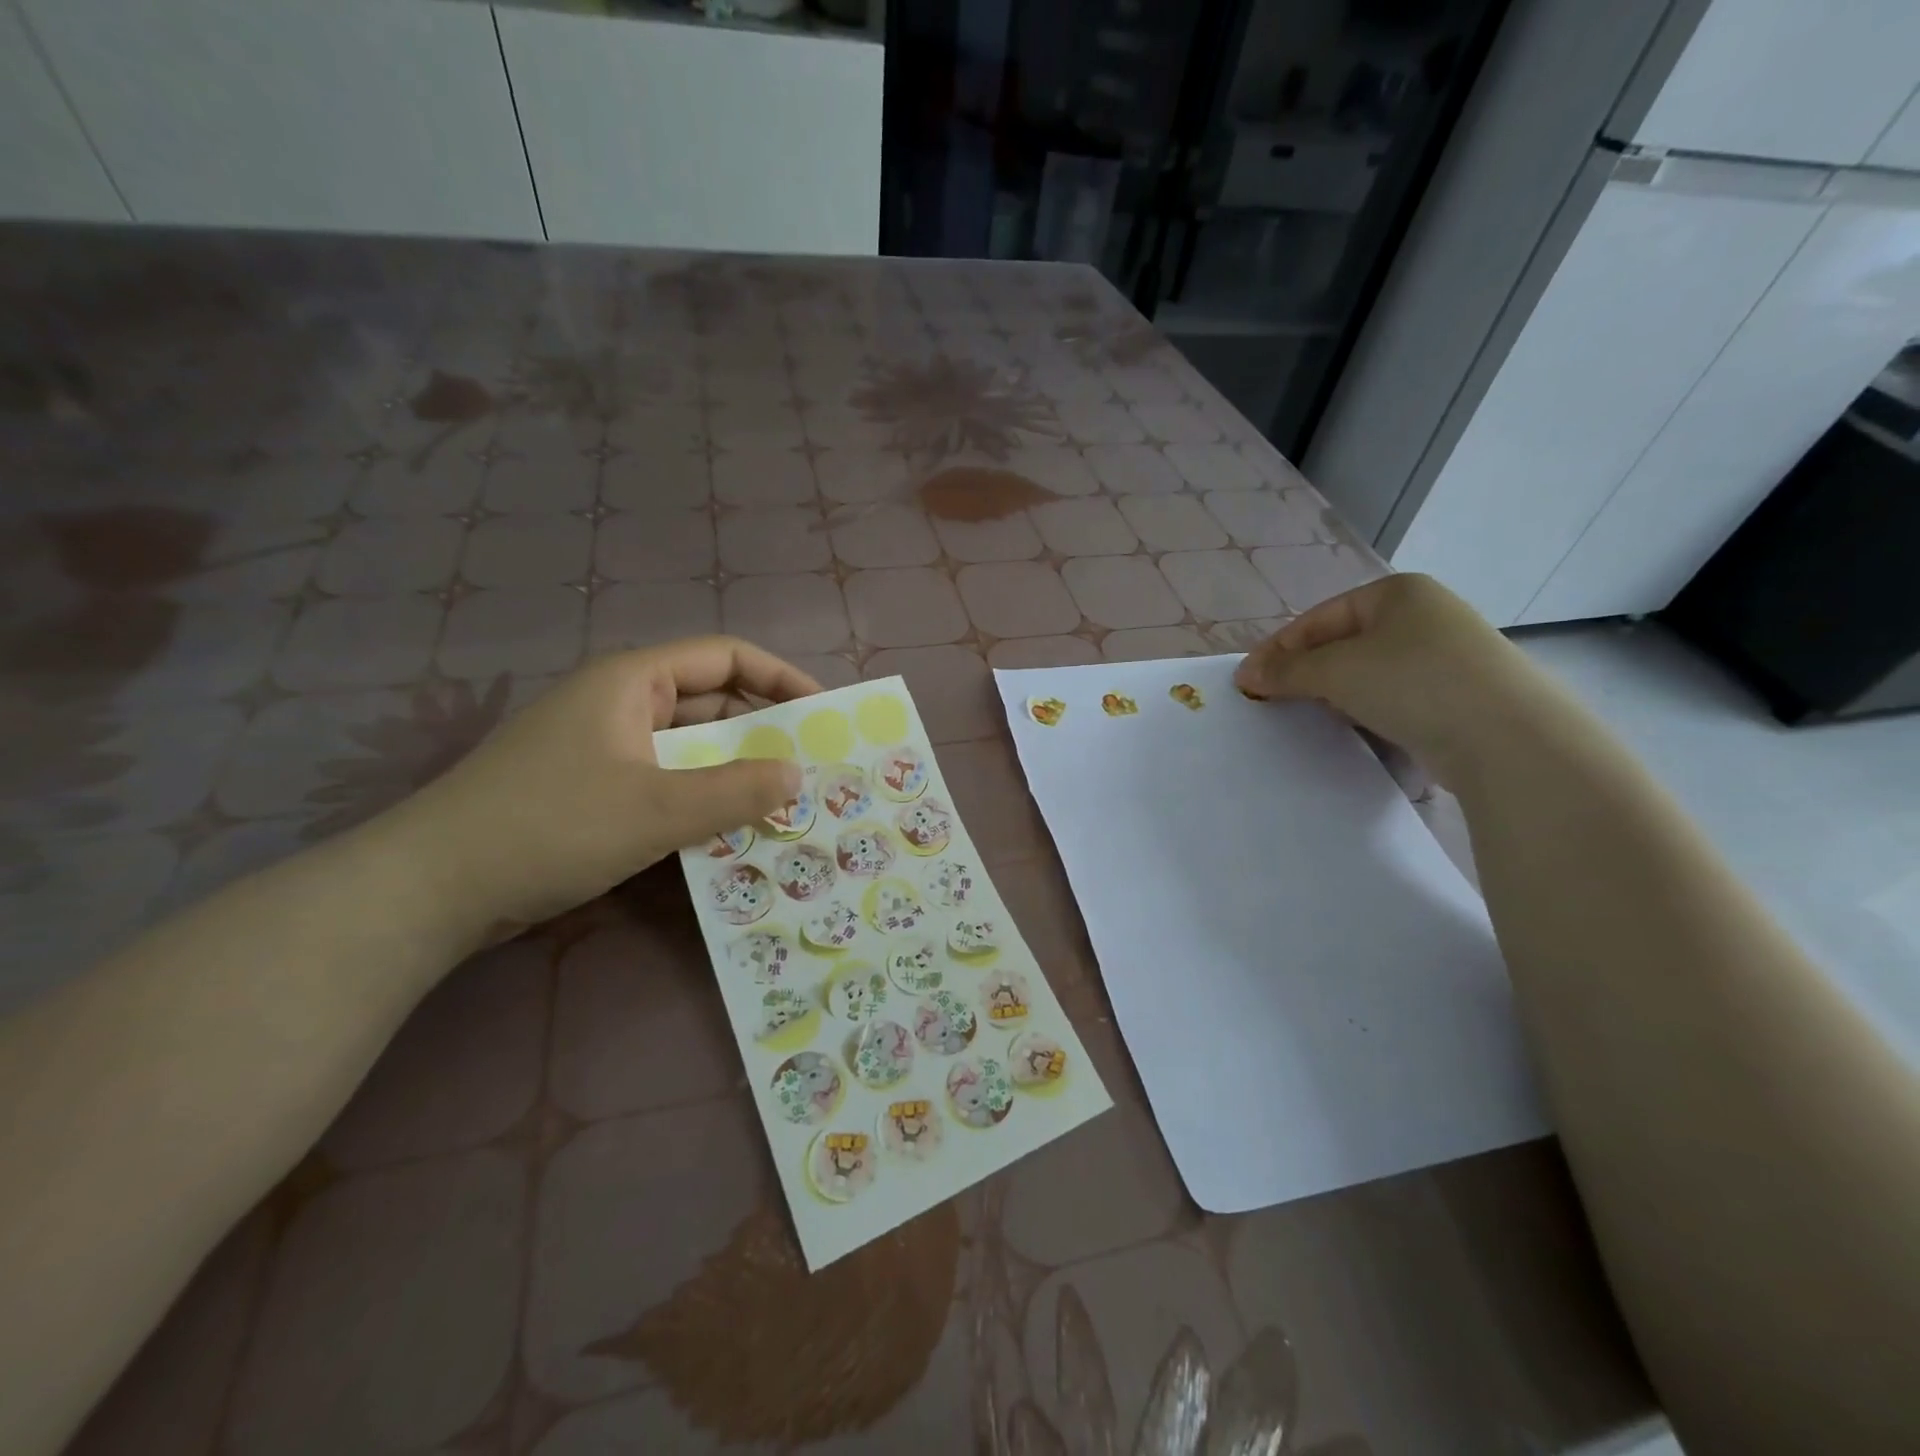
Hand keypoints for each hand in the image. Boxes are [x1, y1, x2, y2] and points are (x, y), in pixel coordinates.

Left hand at [392, 637, 818, 935]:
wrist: (432, 888)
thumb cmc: (552, 825)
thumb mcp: (657, 808)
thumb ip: (737, 790)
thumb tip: (797, 775)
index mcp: (632, 681)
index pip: (726, 657)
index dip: (780, 678)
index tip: (822, 713)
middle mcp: (621, 705)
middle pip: (711, 705)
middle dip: (763, 734)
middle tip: (811, 771)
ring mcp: (604, 750)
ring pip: (690, 751)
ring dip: (735, 775)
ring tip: (783, 807)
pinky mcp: (594, 793)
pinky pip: (666, 784)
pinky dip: (701, 802)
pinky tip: (730, 835)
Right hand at [1232, 574, 1543, 784]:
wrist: (1506, 737)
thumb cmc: (1412, 682)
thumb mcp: (1336, 670)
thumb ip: (1287, 670)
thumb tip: (1248, 676)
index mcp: (1396, 593)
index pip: (1318, 618)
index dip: (1277, 649)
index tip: (1246, 682)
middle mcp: (1423, 616)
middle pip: (1342, 643)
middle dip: (1304, 672)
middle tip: (1271, 700)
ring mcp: (1445, 656)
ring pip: (1368, 672)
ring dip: (1333, 694)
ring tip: (1307, 717)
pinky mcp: (1456, 695)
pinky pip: (1394, 697)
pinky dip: (1367, 710)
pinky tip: (1353, 729)